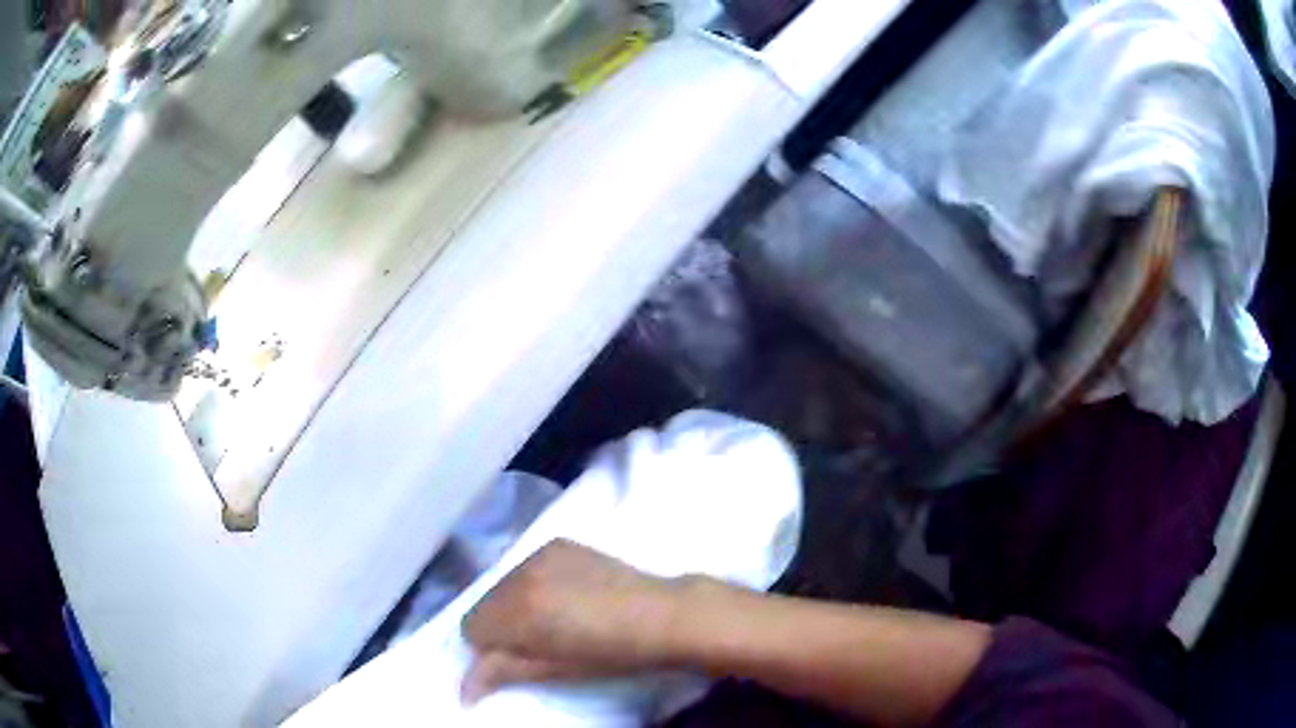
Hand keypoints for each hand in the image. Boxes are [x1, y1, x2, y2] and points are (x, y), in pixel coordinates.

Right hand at [461, 539, 694, 703]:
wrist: (662, 615)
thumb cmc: (610, 654)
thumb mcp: (552, 670)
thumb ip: (501, 673)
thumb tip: (461, 691)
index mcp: (517, 609)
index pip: (470, 627)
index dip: (486, 649)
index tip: (511, 659)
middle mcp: (520, 573)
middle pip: (483, 603)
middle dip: (498, 625)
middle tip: (531, 642)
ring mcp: (539, 552)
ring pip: (502, 583)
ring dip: (512, 603)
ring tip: (549, 618)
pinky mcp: (557, 543)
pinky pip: (525, 565)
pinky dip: (531, 583)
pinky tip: (561, 595)